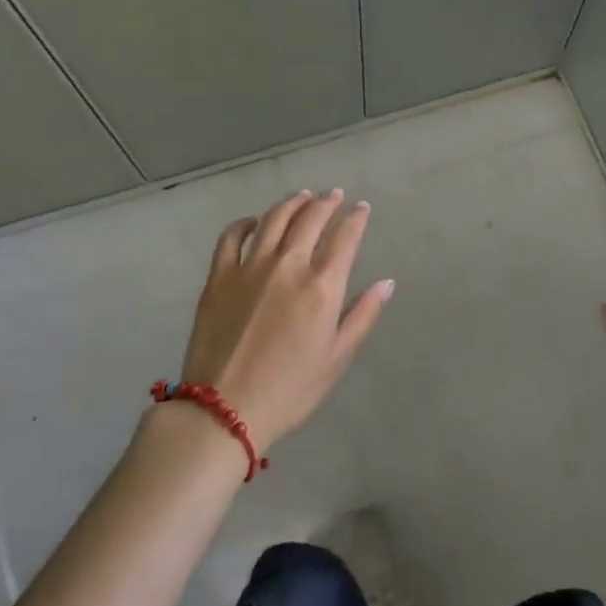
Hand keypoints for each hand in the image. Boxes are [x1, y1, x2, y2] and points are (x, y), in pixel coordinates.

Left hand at [174, 189, 392, 449]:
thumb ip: (363, 315)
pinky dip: (245, 223)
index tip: (362, 207)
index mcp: (322, 286)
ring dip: (292, 203)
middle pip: (311, 219)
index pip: (345, 237)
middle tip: (335, 195)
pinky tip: (254, 221)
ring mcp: (250, 267)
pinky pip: (232, 237)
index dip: (356, 218)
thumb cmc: (290, 390)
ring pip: (274, 219)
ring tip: (303, 197)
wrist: (223, 410)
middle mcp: (288, 266)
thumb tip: (387, 282)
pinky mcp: (219, 277)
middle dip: (327, 202)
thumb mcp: (336, 358)